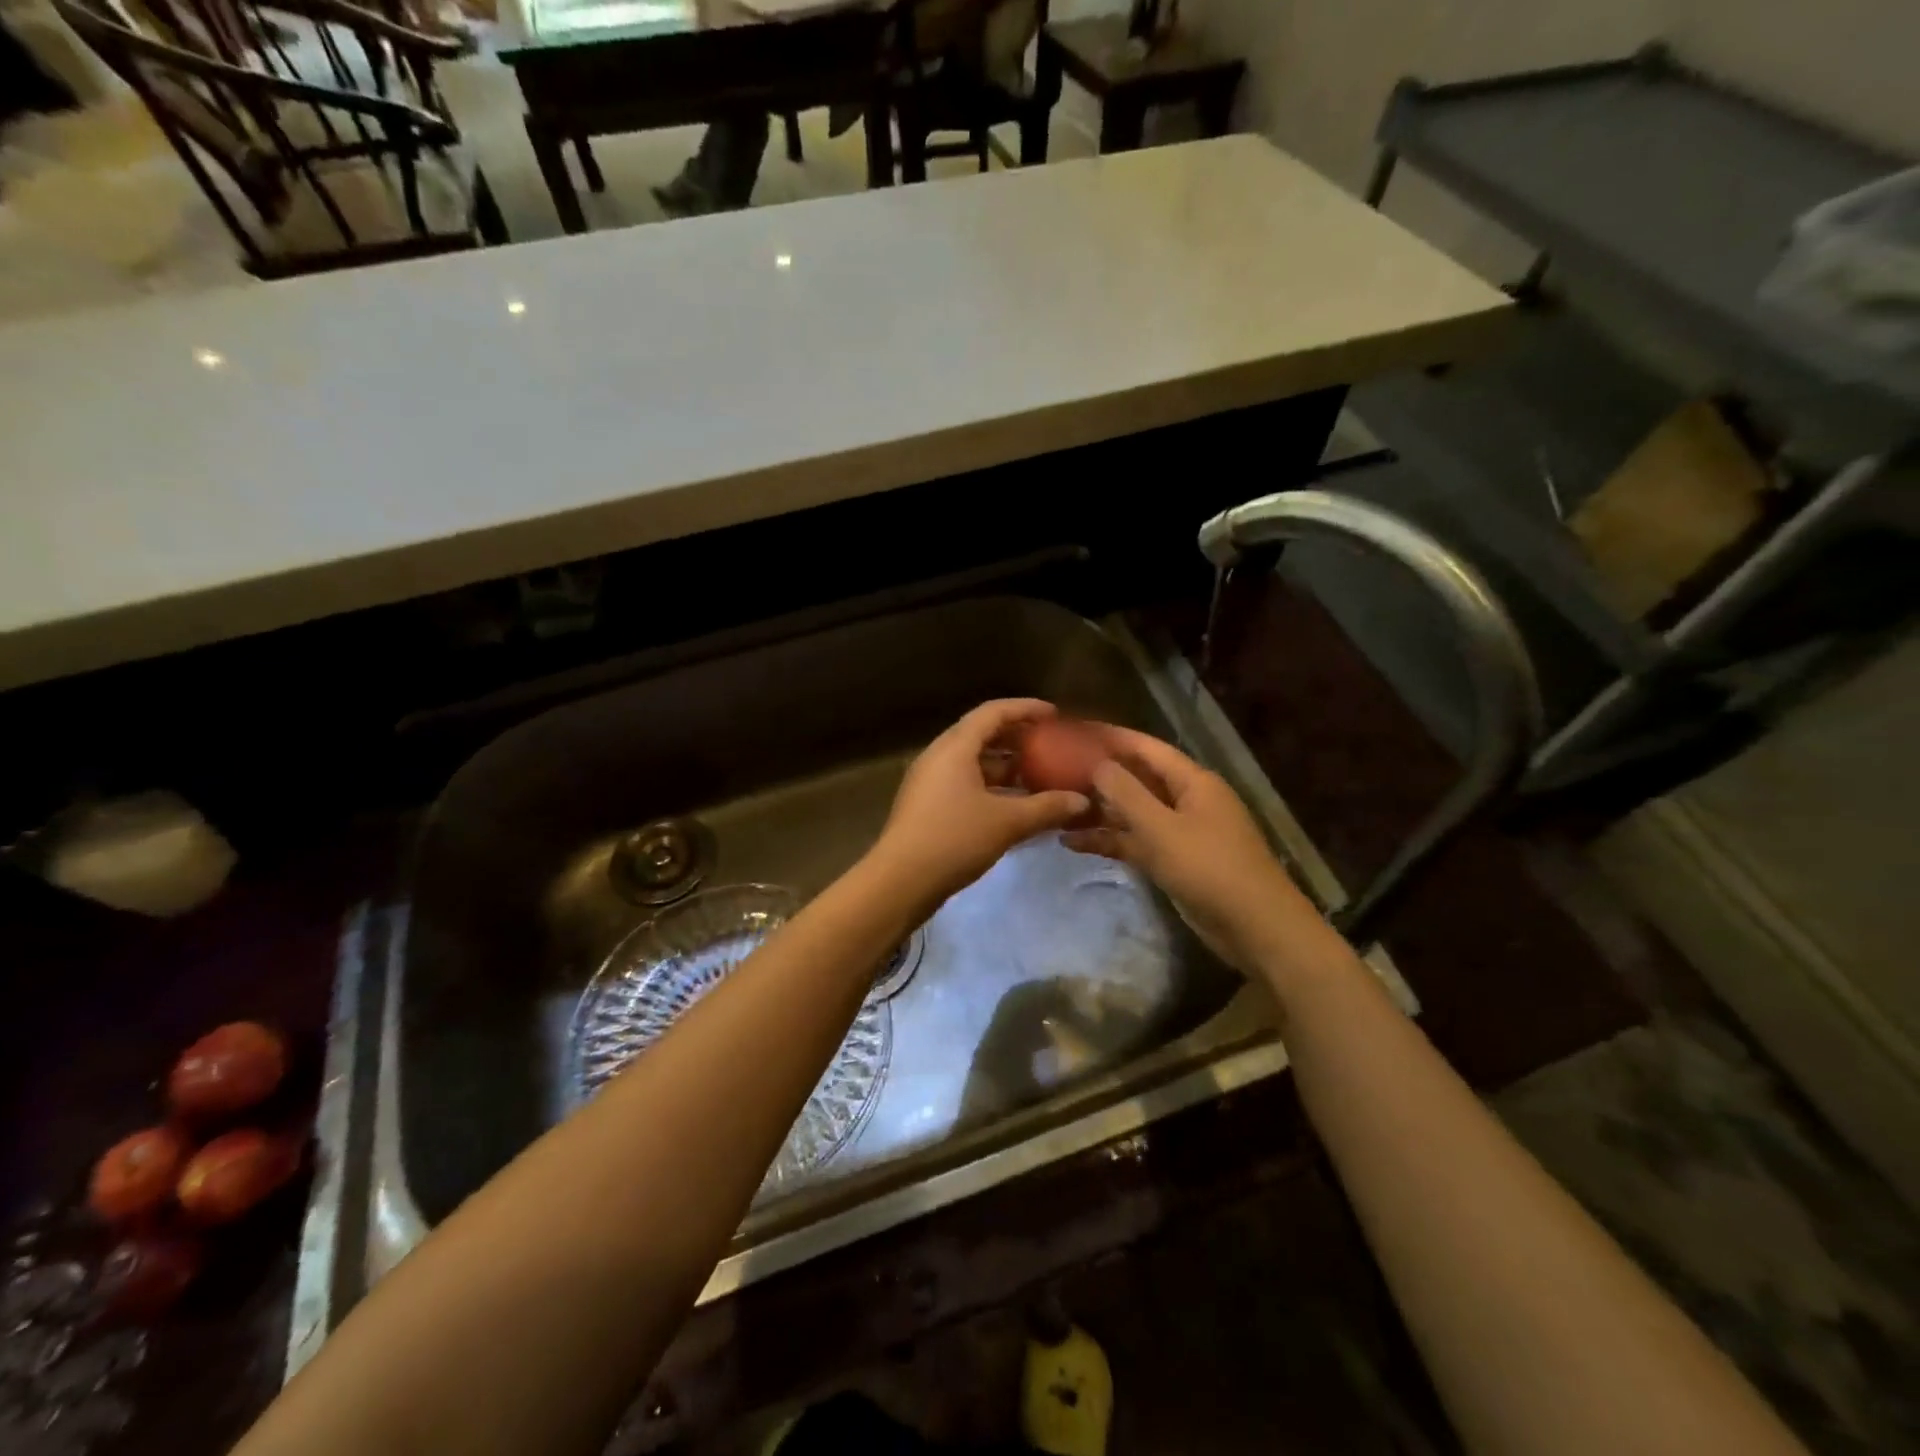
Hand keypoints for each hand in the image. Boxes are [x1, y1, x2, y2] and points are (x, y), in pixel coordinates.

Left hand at [871, 700, 1091, 907]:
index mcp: (955, 747)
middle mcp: (939, 756)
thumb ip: (1047, 807)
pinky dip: (992, 786)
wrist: (900, 881)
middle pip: (982, 734)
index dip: (1026, 709)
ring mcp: (930, 781)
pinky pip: (965, 783)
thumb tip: (1082, 801)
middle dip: (1017, 738)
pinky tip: (1015, 805)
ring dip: (1006, 766)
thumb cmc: (954, 839)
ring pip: (973, 762)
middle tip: (1050, 745)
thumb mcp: (1007, 822)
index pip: (993, 712)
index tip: (1055, 714)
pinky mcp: (928, 805)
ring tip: (1039, 776)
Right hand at [1062, 725, 1323, 973]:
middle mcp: (1187, 800)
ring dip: (1099, 811)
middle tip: (1054, 770)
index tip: (1074, 731)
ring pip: (1133, 813)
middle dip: (1099, 774)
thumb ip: (1126, 793)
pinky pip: (1136, 842)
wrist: (1254, 927)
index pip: (1146, 747)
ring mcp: (1181, 832)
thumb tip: (1097, 764)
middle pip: (1137, 778)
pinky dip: (1109, 840)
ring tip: (1056, 806)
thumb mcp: (1161, 827)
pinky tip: (1072, 843)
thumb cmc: (1209, 868)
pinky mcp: (1175, 861)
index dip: (1111, 737)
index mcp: (1192, 781)